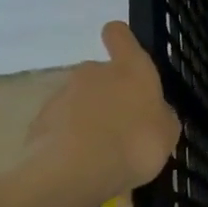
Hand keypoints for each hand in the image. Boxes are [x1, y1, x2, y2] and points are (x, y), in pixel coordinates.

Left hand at [28, 21, 180, 201]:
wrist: (75, 171)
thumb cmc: (135, 144)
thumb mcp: (167, 134)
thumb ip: (160, 116)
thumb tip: (155, 112)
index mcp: (130, 68)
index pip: (119, 35)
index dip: (121, 41)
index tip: (124, 55)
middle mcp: (93, 72)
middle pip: (100, 75)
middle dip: (108, 96)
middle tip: (121, 129)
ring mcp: (62, 95)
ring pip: (79, 102)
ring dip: (88, 120)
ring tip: (100, 155)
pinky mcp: (40, 121)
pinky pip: (60, 127)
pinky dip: (68, 140)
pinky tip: (79, 166)